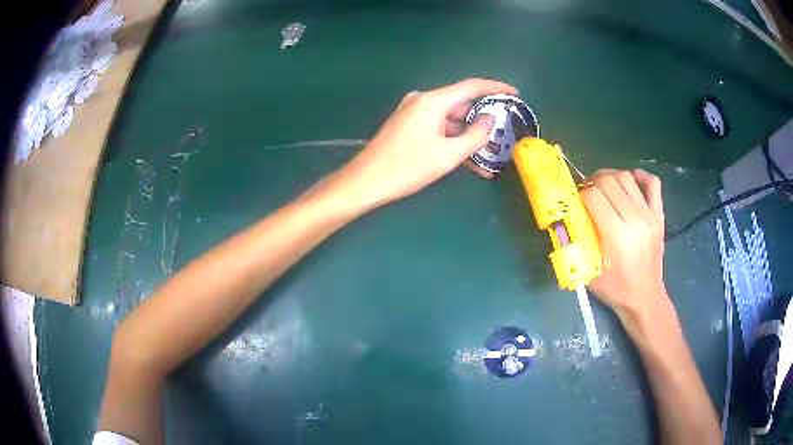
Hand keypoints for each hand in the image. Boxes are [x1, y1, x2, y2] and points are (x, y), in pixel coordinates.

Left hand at [333, 78, 517, 208]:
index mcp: (432, 101)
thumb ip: (475, 135)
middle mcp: (423, 101)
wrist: (365, 182)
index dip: (495, 88)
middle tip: (505, 136)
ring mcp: (414, 114)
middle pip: (461, 105)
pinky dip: (453, 142)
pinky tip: (470, 162)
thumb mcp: (448, 155)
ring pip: (451, 121)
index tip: (515, 93)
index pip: (471, 86)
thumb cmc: (407, 167)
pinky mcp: (409, 127)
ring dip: (469, 138)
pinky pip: (438, 130)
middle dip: (483, 122)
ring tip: (491, 158)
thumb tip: (490, 119)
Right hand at [580, 169, 667, 320]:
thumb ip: (575, 246)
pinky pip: (652, 183)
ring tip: (603, 187)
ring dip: (611, 177)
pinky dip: (639, 176)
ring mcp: (649, 215)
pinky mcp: (658, 215)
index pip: (594, 195)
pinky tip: (630, 181)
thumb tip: (564, 221)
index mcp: (617, 235)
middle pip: (610, 181)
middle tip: (587, 192)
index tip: (576, 201)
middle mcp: (635, 219)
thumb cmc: (616, 290)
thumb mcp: (589, 273)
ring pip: (627, 177)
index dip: (580, 193)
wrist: (645, 299)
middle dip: (593, 181)